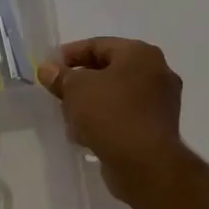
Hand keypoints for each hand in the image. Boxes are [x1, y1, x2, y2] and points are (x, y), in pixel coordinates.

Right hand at [37, 37, 191, 206]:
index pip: (97, 45)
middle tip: (57, 92)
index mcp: (141, 54)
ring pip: (115, 94)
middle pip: (108, 70)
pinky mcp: (158, 128)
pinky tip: (85, 134)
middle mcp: (156, 73)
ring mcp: (161, 102)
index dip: (69, 55)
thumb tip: (47, 69)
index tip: (48, 68)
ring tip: (68, 116)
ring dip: (90, 103)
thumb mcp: (75, 89)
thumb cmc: (110, 113)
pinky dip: (105, 120)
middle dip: (80, 81)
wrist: (144, 164)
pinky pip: (124, 115)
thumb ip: (59, 76)